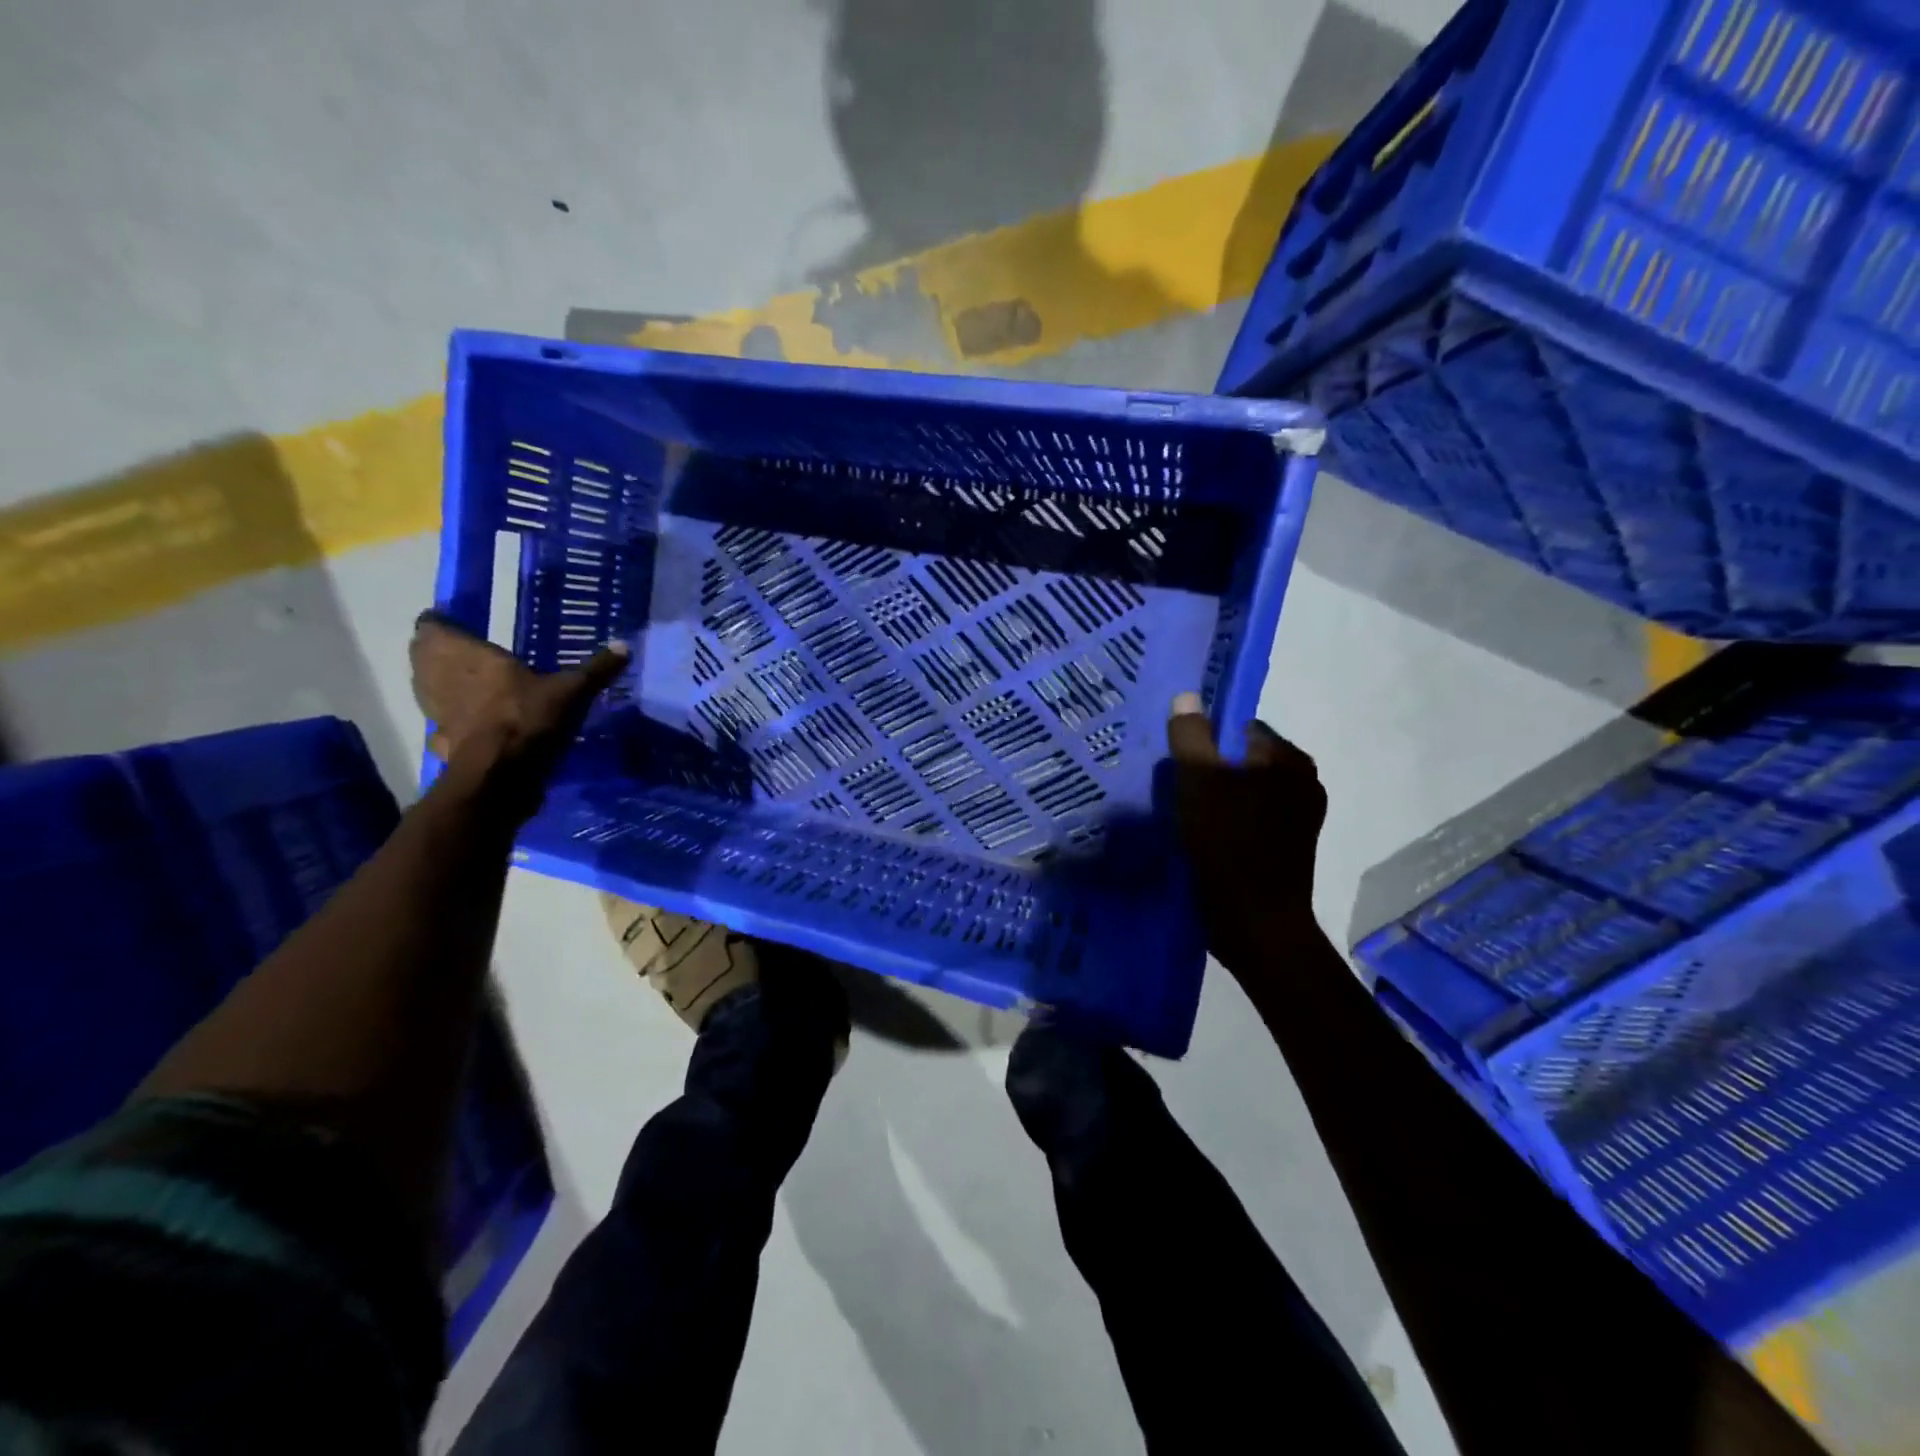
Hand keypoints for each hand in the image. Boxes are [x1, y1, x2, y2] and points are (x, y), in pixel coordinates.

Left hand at [410, 611, 628, 812]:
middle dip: (441, 652)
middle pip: (423, 654)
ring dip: (442, 684)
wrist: (499, 777)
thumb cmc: (527, 719)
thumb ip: (595, 670)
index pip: (431, 626)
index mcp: (466, 655)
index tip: (458, 625)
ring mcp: (436, 711)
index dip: (442, 624)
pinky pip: (441, 722)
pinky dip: (451, 719)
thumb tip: (625, 646)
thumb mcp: (571, 691)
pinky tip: (472, 722)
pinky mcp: (442, 741)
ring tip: (470, 683)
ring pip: (427, 687)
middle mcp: (439, 677)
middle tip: (469, 652)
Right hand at [1166, 692, 1327, 972]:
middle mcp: (1303, 785)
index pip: (1240, 728)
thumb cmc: (1229, 845)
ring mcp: (1297, 821)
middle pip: (1240, 762)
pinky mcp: (1285, 851)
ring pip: (1242, 793)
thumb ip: (1190, 736)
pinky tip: (1198, 836)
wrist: (1255, 926)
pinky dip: (1225, 823)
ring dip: (1214, 798)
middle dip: (1208, 769)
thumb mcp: (1199, 782)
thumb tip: (1186, 696)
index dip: (1204, 738)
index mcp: (1291, 761)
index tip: (1175, 758)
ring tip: (1181, 811)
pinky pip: (1246, 821)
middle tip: (1173, 784)